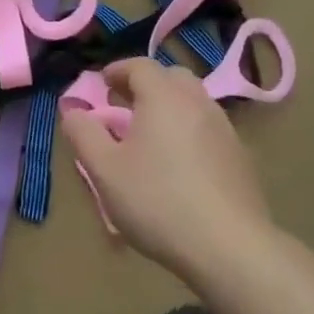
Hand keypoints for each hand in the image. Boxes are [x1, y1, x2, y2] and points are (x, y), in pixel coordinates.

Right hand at [60, 58, 274, 284]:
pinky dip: (190, 132)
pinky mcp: (240, 156)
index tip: (102, 85)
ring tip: (151, 138)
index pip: (139, 66)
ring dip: (170, 108)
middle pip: (171, 77)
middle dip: (146, 85)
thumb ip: (83, 134)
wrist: (230, 247)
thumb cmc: (158, 201)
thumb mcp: (105, 170)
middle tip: (126, 107)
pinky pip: (208, 129)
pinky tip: (180, 166)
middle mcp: (197, 101)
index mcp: (163, 96)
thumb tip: (72, 110)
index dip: (118, 70)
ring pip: (193, 102)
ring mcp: (224, 128)